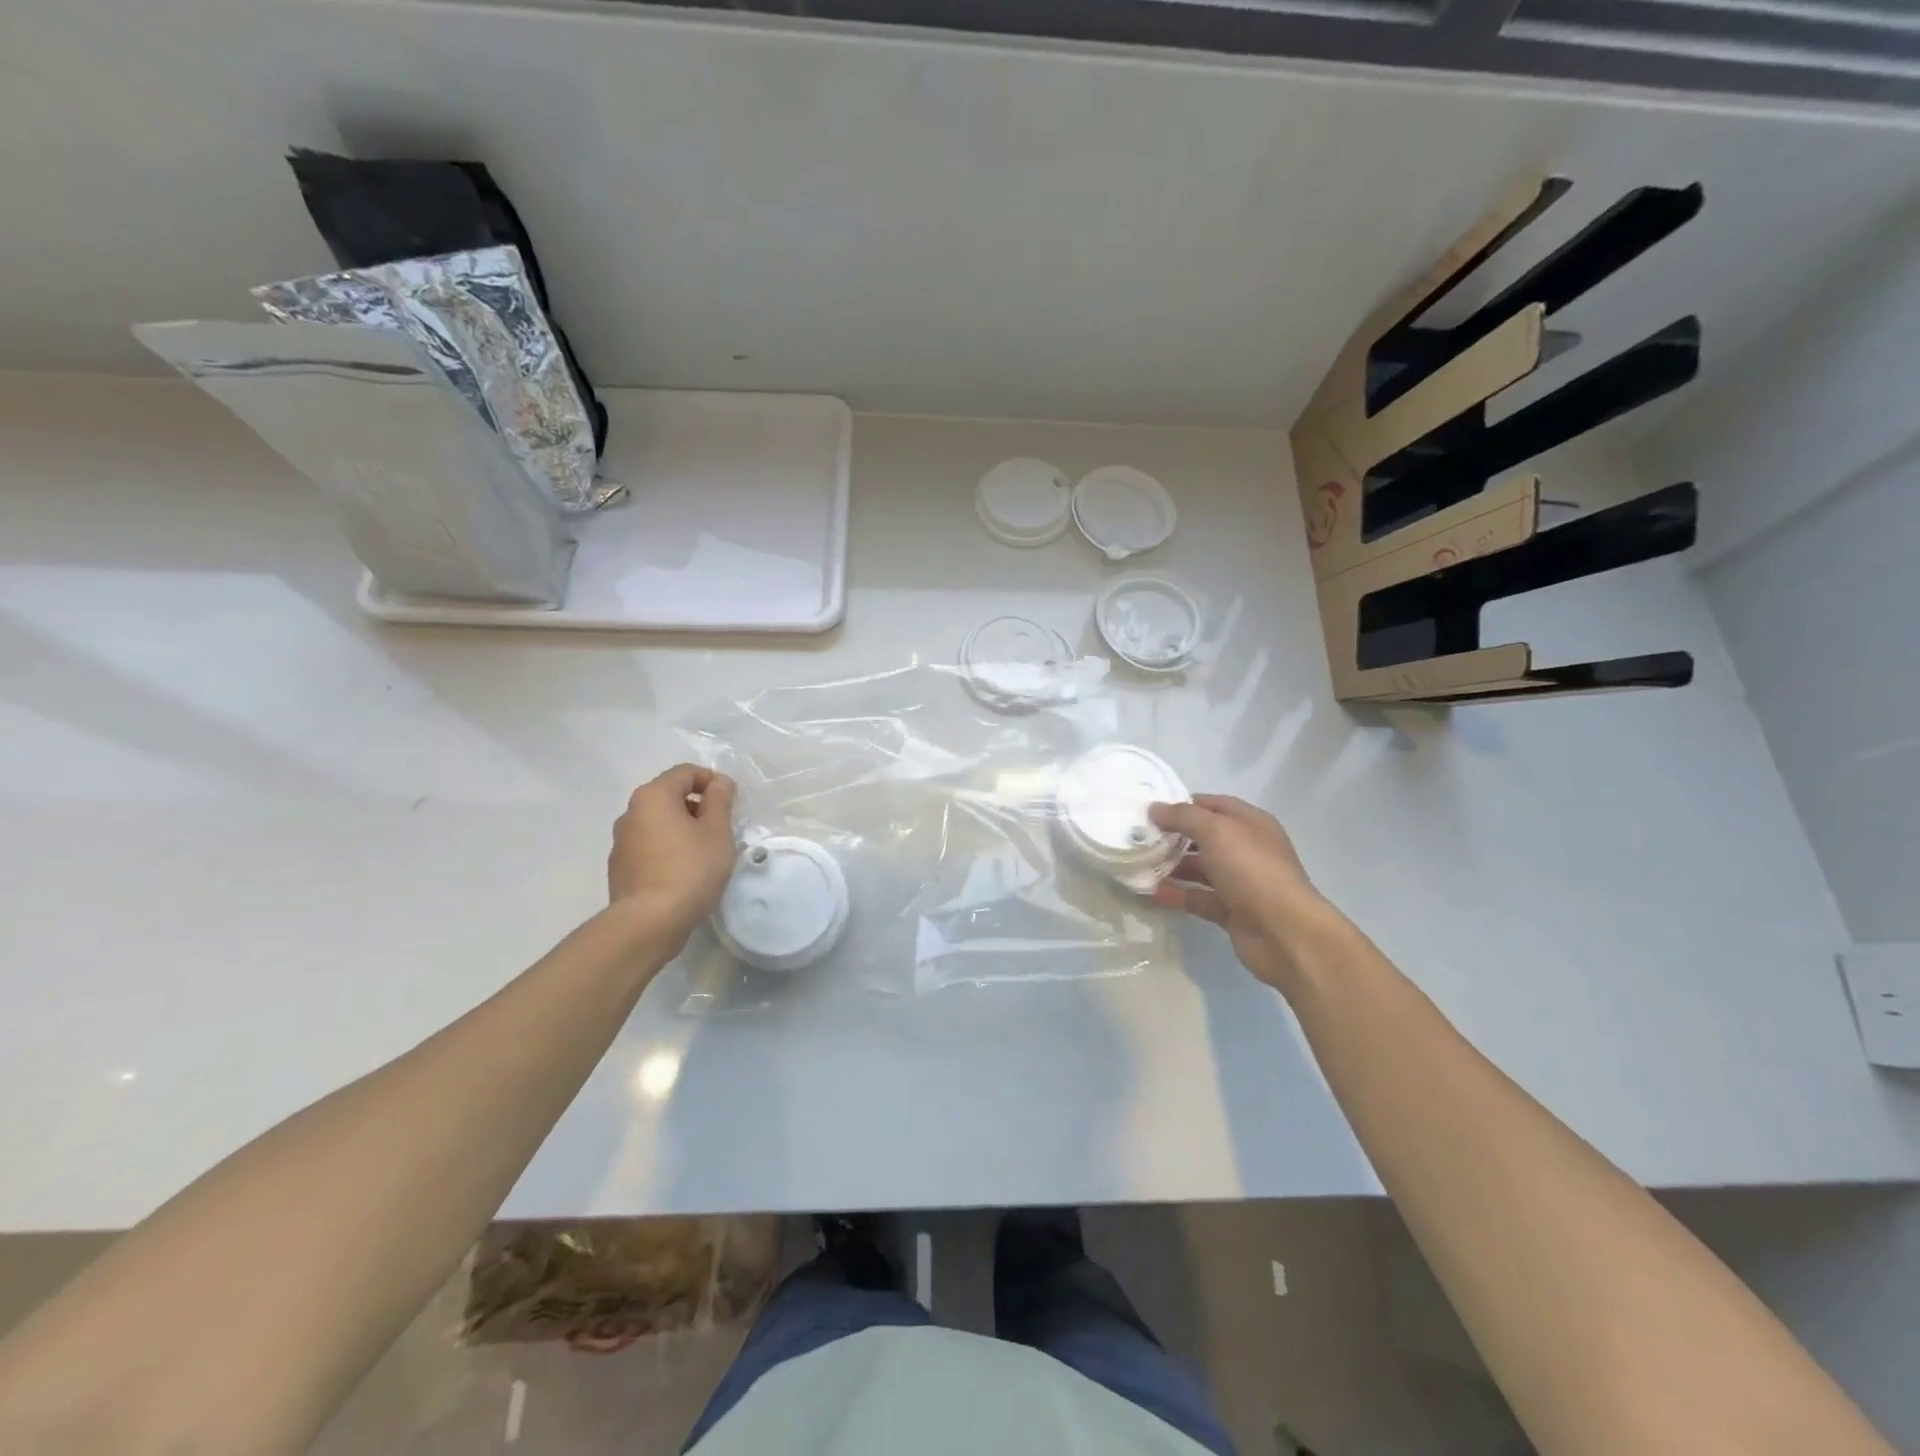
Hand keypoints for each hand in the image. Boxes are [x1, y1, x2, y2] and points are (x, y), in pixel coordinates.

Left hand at [608, 765, 738, 947]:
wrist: (648, 923)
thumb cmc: (690, 869)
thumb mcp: (717, 832)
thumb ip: (720, 800)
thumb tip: (719, 782)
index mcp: (653, 796)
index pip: (685, 772)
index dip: (711, 781)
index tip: (730, 803)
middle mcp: (631, 812)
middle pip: (669, 795)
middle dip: (697, 806)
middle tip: (720, 830)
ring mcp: (621, 841)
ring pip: (658, 822)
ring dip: (681, 828)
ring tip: (703, 853)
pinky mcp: (620, 867)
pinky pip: (649, 846)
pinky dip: (667, 849)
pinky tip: (682, 872)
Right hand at [1148, 794, 1339, 991]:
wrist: (1285, 933)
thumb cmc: (1252, 870)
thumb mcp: (1216, 831)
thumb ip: (1183, 816)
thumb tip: (1154, 809)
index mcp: (1250, 824)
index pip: (1212, 805)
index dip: (1182, 805)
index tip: (1150, 811)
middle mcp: (1247, 849)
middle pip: (1204, 838)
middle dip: (1172, 837)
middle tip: (1138, 838)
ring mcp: (1240, 882)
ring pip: (1199, 869)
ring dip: (1171, 867)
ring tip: (1137, 865)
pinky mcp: (1231, 911)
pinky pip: (1198, 898)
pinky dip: (1176, 895)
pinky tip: (1149, 893)